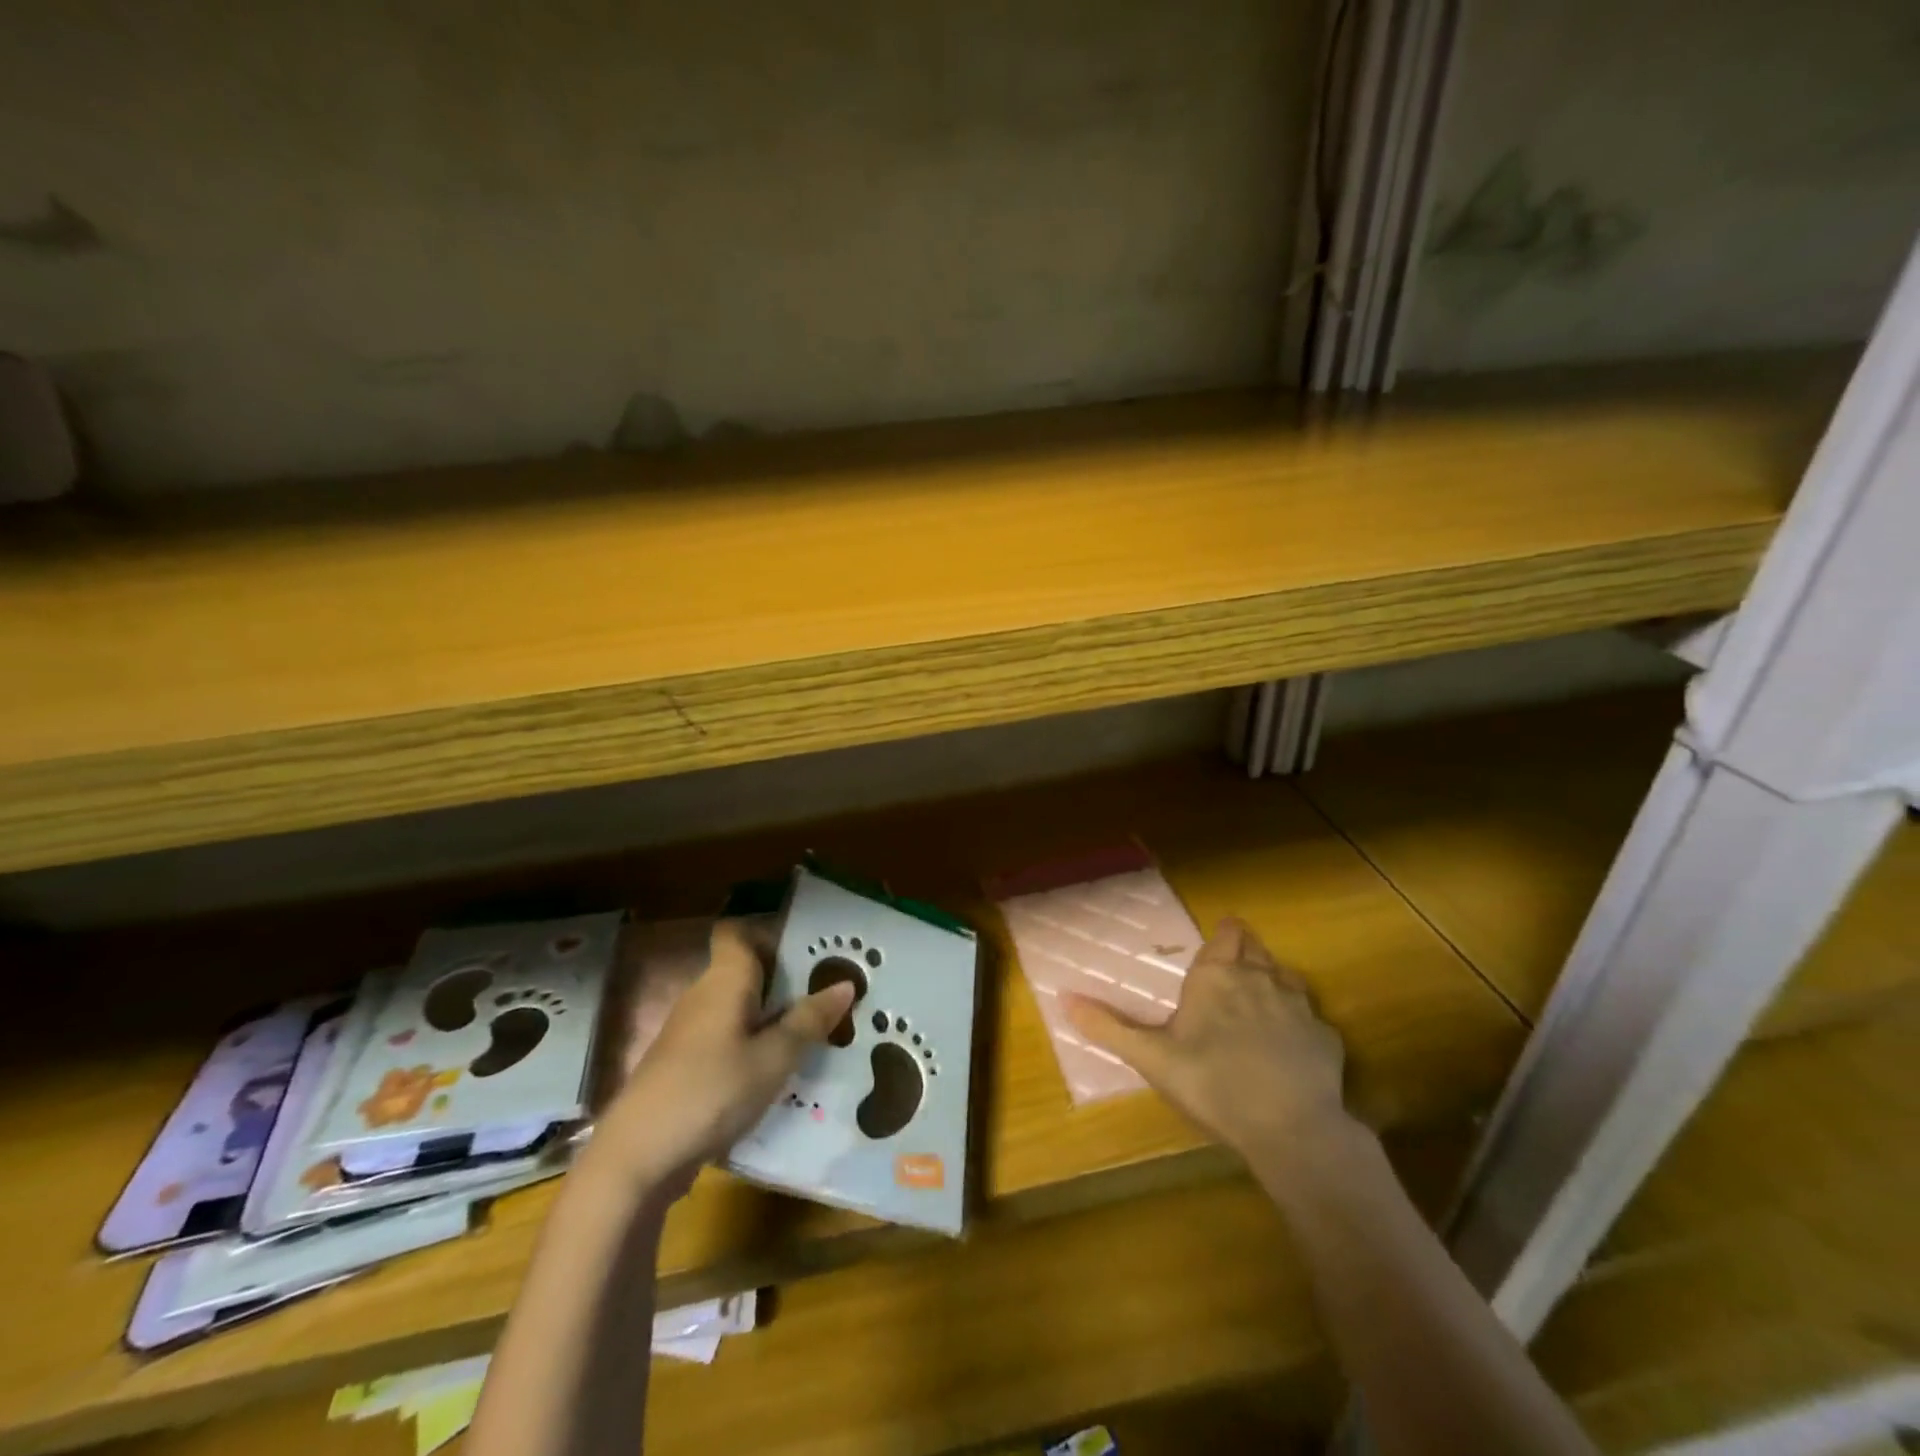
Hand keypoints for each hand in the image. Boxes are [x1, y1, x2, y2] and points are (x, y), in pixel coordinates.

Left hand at [596, 921, 855, 1197]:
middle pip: (744, 972)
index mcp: (724, 980)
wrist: (637, 1157)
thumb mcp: (774, 1058)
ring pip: (736, 1009)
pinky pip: (724, 1039)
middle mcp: (702, 995)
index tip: (807, 954)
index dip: (768, 935)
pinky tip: (775, 1073)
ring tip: (812, 1035)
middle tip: (828, 997)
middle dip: (784, 982)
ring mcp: (687, 1032)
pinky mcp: (681, 1065)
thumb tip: (845, 983)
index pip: (737, 933)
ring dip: (769, 1018)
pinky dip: (750, 1047)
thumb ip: (809, 1020)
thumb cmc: (712, 1091)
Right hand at [1066, 918, 1350, 1159]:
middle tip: (1232, 968)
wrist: (1291, 1128)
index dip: (1225, 934)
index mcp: (1217, 976)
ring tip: (1260, 1001)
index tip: (1220, 938)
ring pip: (1286, 977)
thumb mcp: (1151, 1058)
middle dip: (1246, 952)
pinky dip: (1299, 1024)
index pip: (1227, 934)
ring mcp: (1299, 1006)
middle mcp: (1260, 978)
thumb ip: (1108, 1026)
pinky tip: (1290, 1047)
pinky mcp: (1327, 1037)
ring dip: (1273, 981)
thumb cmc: (1212, 1083)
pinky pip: (1310, 1018)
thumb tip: (1063, 997)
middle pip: (1256, 949)